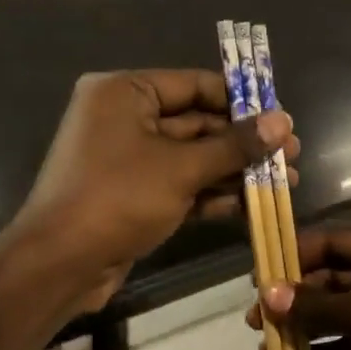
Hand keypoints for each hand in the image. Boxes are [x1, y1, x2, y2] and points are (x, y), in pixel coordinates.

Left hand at [8, 70, 298, 315]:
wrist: (58, 265)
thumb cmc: (117, 199)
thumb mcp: (181, 169)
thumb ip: (234, 145)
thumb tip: (284, 121)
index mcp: (125, 93)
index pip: (194, 85)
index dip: (241, 100)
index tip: (281, 117)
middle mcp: (125, 118)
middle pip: (198, 123)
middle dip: (245, 142)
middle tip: (292, 154)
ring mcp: (129, 158)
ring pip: (193, 157)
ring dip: (236, 170)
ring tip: (286, 181)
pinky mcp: (134, 193)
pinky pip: (181, 183)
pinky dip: (213, 192)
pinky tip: (253, 204)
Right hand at [247, 218, 350, 349]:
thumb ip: (314, 303)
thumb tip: (267, 294)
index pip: (335, 238)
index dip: (293, 257)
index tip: (256, 279)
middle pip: (338, 272)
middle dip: (297, 297)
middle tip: (256, 320)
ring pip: (346, 305)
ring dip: (309, 323)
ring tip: (268, 344)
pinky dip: (331, 345)